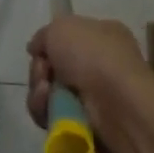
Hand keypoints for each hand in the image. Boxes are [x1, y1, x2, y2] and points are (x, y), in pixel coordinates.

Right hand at [26, 15, 153, 152]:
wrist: (117, 102)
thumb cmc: (93, 56)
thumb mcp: (61, 28)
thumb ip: (44, 35)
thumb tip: (37, 49)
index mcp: (102, 36)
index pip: (67, 39)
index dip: (49, 45)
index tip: (38, 52)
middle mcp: (100, 65)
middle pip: (53, 68)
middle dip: (40, 71)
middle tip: (43, 73)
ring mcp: (95, 96)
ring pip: (49, 93)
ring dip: (39, 92)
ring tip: (45, 93)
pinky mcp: (86, 124)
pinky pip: (53, 116)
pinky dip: (46, 112)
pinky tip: (50, 109)